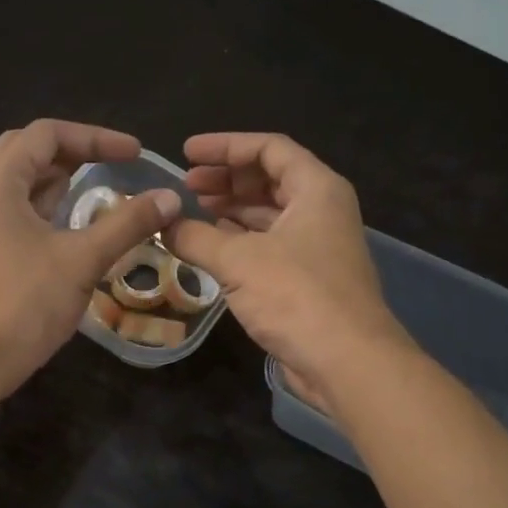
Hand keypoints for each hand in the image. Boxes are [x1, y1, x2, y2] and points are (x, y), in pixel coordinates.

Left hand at [0, 119, 180, 395]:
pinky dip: (42, 206)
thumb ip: (128, 223)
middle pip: (27, 151)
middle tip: (113, 163)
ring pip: (17, 182)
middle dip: (74, 151)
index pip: (47, 134)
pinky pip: (11, 209)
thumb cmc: (25, 303)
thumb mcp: (83, 259)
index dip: (96, 137)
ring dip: (57, 179)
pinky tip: (68, 225)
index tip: (134, 155)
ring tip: (96, 187)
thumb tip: (170, 198)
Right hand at [165, 132, 409, 399]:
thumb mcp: (238, 260)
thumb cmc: (296, 296)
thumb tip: (161, 224)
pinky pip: (269, 245)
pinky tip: (210, 245)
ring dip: (231, 210)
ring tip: (192, 212)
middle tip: (186, 185)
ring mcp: (317, 246)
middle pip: (270, 179)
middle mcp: (321, 210)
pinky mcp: (308, 278)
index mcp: (316, 189)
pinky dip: (240, 240)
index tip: (187, 153)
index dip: (225, 146)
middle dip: (226, 179)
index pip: (269, 148)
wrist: (346, 361)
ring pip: (269, 214)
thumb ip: (195, 236)